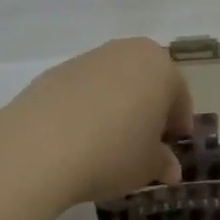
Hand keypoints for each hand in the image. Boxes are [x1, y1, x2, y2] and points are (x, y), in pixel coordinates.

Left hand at [0, 39, 193, 206]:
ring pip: (114, 81)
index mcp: (158, 67)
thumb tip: (169, 167)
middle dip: (149, 107)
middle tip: (145, 141)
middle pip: (146, 80)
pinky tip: (79, 136)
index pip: (178, 95)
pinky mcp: (56, 70)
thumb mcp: (147, 166)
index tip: (173, 146)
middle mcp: (125, 52)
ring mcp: (88, 58)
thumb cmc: (112, 152)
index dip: (178, 122)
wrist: (40, 145)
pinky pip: (84, 88)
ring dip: (118, 104)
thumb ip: (162, 162)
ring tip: (109, 141)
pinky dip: (88, 105)